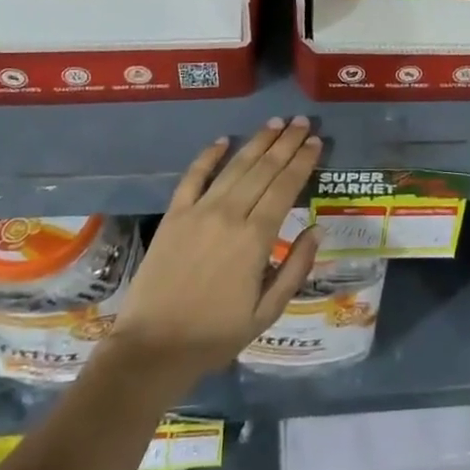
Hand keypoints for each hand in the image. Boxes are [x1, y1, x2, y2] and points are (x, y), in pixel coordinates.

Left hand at [101, 117, 324, 392]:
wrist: (153, 347)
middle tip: (302, 122)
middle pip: (264, 169)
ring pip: (234, 166)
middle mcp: (230, 214)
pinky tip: (223, 140)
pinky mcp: (174, 215)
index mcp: (256, 238)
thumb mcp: (266, 312)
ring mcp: (199, 211)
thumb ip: (295, 268)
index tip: (316, 142)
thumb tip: (316, 229)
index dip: (303, 162)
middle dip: (286, 143)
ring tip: (275, 123)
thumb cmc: (215, 335)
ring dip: (257, 142)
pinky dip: (209, 156)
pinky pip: (193, 176)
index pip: (286, 187)